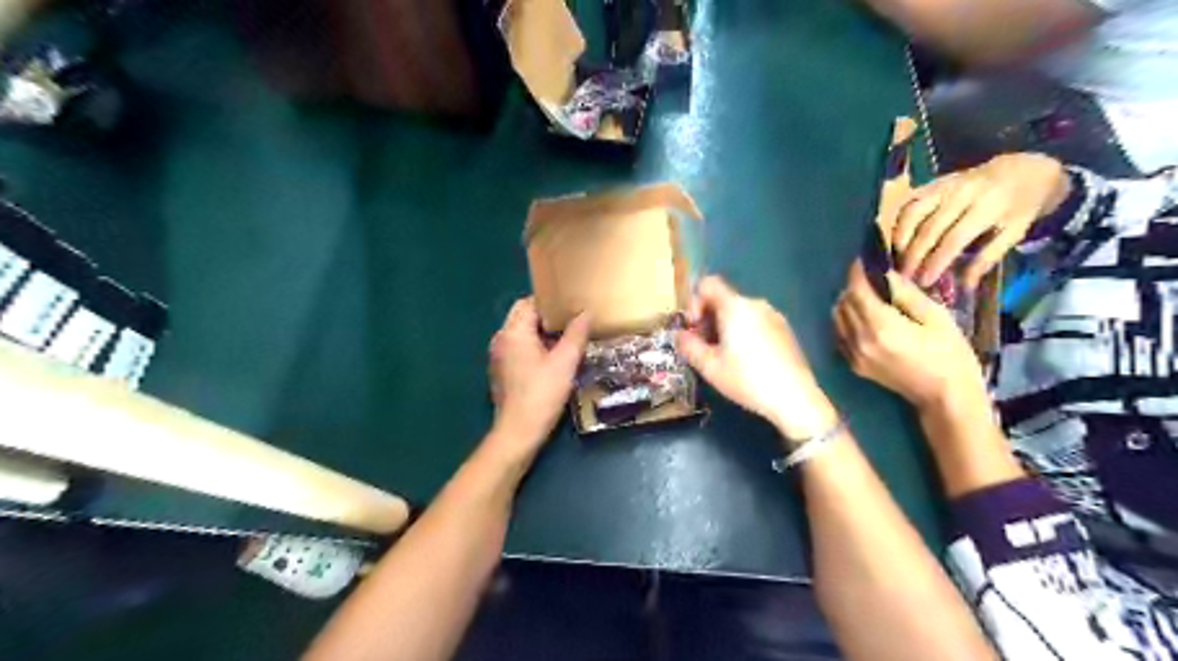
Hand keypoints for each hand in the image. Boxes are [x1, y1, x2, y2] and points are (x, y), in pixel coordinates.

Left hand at [485, 298, 587, 460]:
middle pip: (523, 317)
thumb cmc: (542, 393)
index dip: (550, 302)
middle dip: (548, 318)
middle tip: (573, 322)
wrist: (518, 432)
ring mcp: (498, 357)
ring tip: (567, 339)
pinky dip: (534, 348)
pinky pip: (518, 350)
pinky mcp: (501, 372)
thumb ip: (576, 334)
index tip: (571, 305)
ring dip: (542, 334)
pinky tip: (553, 360)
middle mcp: (501, 339)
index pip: (529, 303)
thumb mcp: (565, 362)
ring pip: (521, 334)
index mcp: (513, 332)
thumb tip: (585, 312)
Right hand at [677, 273, 832, 442]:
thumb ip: (689, 346)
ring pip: (740, 312)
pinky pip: (756, 321)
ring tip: (724, 357)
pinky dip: (744, 332)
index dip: (694, 301)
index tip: (694, 328)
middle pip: (723, 299)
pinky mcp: (785, 330)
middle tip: (704, 347)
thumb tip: (679, 335)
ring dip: (725, 327)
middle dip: (708, 319)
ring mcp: (774, 315)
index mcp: (735, 306)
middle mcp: (755, 303)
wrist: (795, 398)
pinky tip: (746, 361)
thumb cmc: (747, 379)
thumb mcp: (710, 367)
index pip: (708, 284)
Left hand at [832, 259, 986, 413]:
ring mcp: (853, 355)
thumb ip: (905, 294)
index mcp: (881, 327)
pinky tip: (864, 317)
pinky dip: (846, 321)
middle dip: (853, 286)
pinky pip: (840, 334)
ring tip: (868, 296)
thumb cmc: (949, 354)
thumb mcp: (935, 317)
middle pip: (843, 303)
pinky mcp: (853, 364)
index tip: (863, 259)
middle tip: (869, 276)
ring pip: (837, 318)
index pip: (857, 291)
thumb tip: (884, 272)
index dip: (857, 272)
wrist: (944, 396)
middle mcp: (860, 340)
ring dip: (847, 302)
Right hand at [894, 156, 1068, 288]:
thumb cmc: (1020, 206)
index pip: (954, 238)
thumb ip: (988, 258)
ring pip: (911, 213)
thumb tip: (965, 286)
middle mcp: (962, 192)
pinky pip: (908, 203)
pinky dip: (898, 223)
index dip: (936, 262)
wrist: (1022, 170)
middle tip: (906, 277)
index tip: (925, 282)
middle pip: (928, 228)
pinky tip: (897, 241)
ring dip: (900, 239)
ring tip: (898, 260)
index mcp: (989, 205)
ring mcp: (943, 185)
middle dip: (914, 256)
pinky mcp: (932, 183)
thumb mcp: (1015, 232)